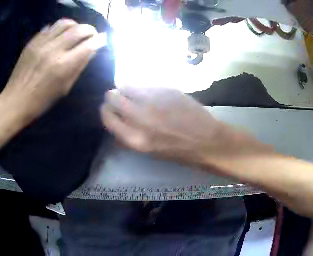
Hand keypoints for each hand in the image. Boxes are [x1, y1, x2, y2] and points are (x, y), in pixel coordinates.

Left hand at [0, 19, 103, 124]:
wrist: (16, 100)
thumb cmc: (42, 100)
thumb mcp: (65, 87)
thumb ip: (79, 66)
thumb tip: (92, 50)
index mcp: (63, 65)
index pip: (88, 45)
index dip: (99, 40)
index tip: (103, 39)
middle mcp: (54, 50)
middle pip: (79, 29)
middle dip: (90, 30)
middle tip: (92, 35)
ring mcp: (41, 43)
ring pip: (65, 23)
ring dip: (75, 25)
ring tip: (76, 32)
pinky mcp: (33, 41)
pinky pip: (50, 27)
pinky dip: (59, 28)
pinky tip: (60, 35)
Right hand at [100, 87, 236, 165]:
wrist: (207, 140)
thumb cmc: (178, 151)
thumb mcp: (148, 151)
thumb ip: (128, 135)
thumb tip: (116, 121)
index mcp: (134, 138)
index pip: (106, 116)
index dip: (106, 111)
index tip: (109, 109)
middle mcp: (140, 117)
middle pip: (112, 96)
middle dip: (114, 97)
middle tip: (122, 99)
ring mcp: (153, 100)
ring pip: (127, 85)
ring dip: (128, 89)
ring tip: (137, 95)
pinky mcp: (166, 89)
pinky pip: (145, 84)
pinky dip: (144, 88)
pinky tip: (154, 94)